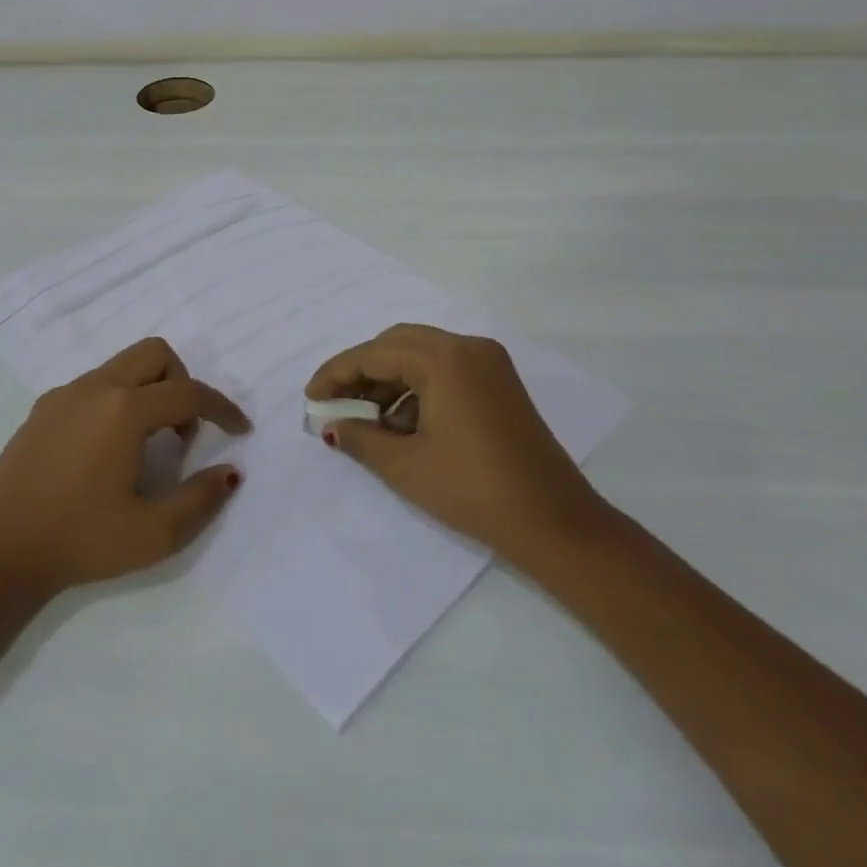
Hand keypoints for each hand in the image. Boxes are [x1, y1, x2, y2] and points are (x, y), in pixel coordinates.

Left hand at [0, 337, 249, 595]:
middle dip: (183, 382)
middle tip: (184, 432)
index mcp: (124, 410)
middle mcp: (96, 387)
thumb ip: (200, 499)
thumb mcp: (153, 533)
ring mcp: (64, 394)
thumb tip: (230, 472)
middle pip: (155, 353)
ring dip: (150, 390)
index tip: (241, 429)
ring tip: (149, 444)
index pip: (189, 394)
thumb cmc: (79, 541)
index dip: (222, 409)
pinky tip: (109, 448)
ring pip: (123, 365)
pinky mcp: (43, 408)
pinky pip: (95, 384)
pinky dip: (118, 400)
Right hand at [306, 324, 607, 559]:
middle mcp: (468, 347)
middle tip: (336, 403)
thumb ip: (359, 438)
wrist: (555, 523)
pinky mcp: (500, 382)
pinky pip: (445, 369)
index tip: (310, 397)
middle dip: (362, 370)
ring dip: (390, 379)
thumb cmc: (473, 491)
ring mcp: (489, 362)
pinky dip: (418, 387)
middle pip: (397, 343)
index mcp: (444, 359)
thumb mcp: (405, 466)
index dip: (336, 373)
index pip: (374, 353)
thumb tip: (330, 425)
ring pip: (422, 354)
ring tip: (367, 419)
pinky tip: (404, 424)